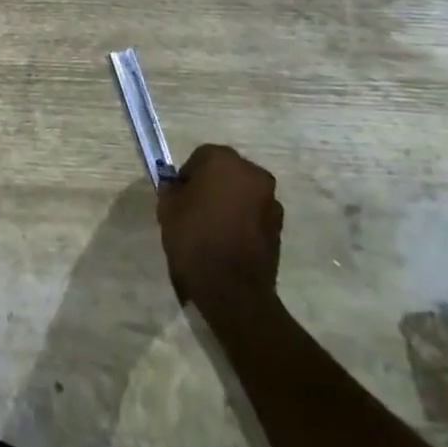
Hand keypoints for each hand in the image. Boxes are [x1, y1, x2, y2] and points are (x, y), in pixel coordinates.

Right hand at [156, 144, 284, 310]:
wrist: (233, 290)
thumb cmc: (195, 240)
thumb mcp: (168, 209)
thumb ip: (172, 189)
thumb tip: (178, 187)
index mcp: (224, 161)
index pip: (201, 157)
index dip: (188, 176)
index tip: (180, 197)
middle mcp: (252, 173)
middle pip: (226, 172)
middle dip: (212, 185)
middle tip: (196, 209)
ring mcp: (270, 200)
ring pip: (243, 192)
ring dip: (230, 202)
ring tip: (214, 227)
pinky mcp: (279, 226)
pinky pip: (255, 214)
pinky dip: (244, 220)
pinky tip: (230, 240)